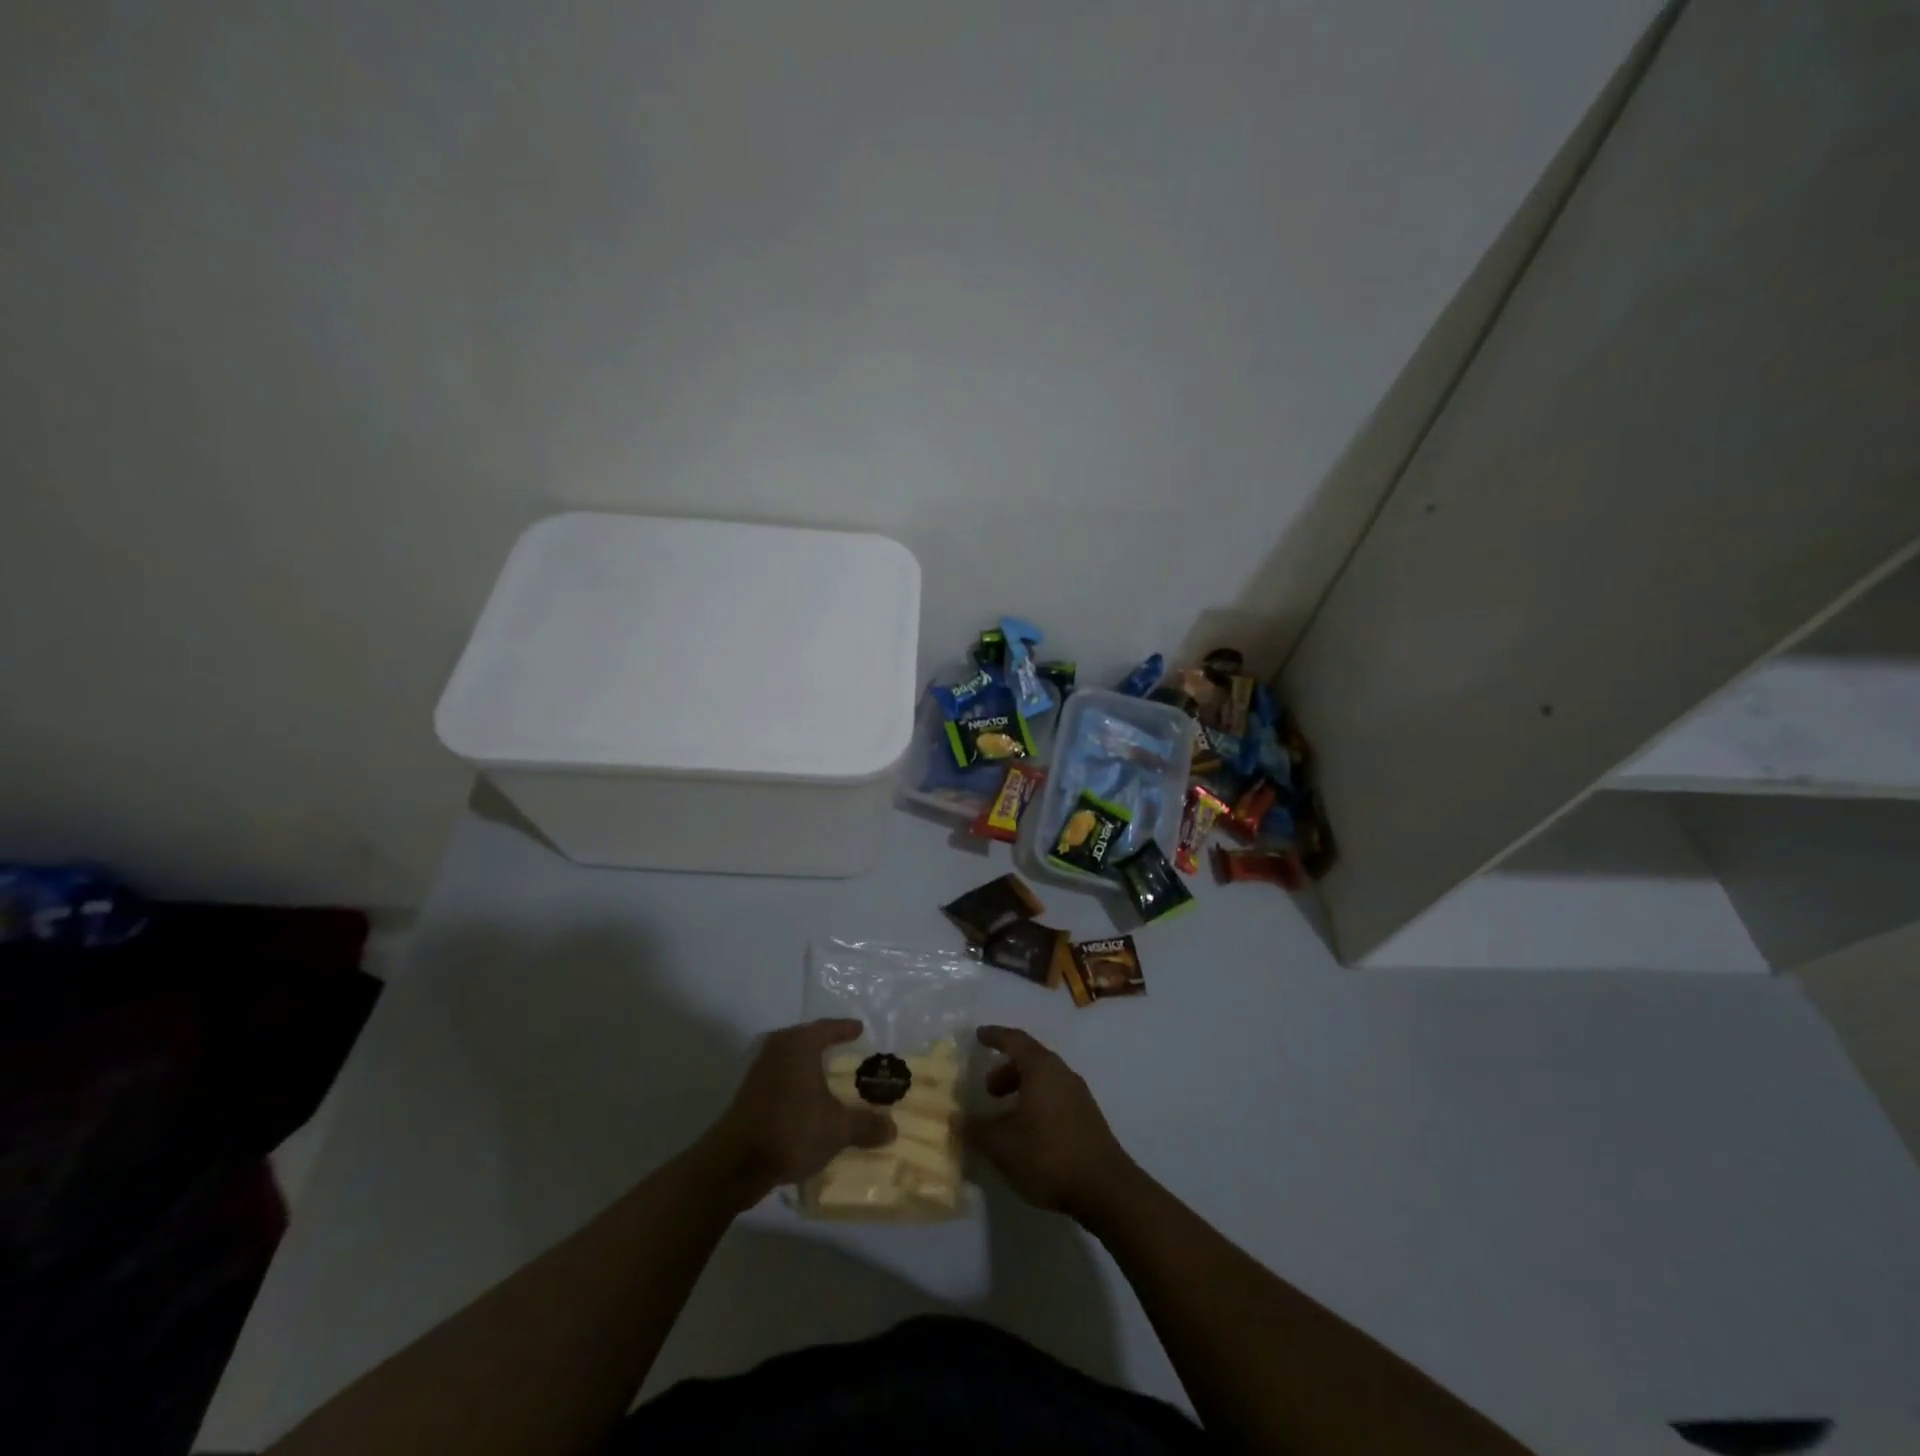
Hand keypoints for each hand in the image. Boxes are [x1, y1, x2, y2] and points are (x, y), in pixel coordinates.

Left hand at [706, 1019, 894, 1204]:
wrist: (735, 1164)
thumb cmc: (791, 1130)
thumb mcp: (837, 1129)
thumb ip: (865, 1125)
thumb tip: (892, 1127)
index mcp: (799, 1045)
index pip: (827, 1028)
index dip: (845, 1029)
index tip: (859, 1029)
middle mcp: (777, 1049)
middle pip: (806, 1041)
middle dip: (826, 1046)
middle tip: (846, 1051)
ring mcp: (758, 1071)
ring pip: (791, 1061)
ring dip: (808, 1068)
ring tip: (828, 1077)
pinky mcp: (748, 1095)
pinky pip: (780, 1079)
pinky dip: (796, 1085)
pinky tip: (807, 1102)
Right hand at [963, 1026, 1140, 1223]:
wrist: (1106, 1189)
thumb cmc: (1049, 1156)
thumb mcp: (1003, 1145)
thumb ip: (977, 1129)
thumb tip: (957, 1118)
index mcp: (1041, 1069)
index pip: (1015, 1040)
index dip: (995, 1036)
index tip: (978, 1035)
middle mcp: (1062, 1073)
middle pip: (1031, 1059)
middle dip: (1006, 1069)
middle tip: (988, 1090)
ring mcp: (1079, 1095)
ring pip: (1044, 1080)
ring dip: (1021, 1089)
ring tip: (1004, 1115)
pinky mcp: (1088, 1118)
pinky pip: (1055, 1097)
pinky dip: (1036, 1103)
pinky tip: (1027, 1132)